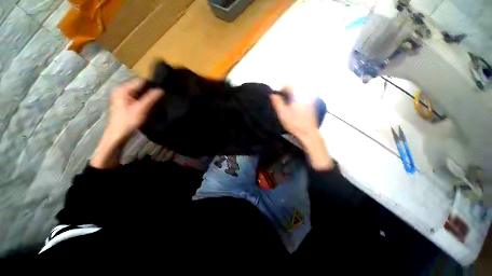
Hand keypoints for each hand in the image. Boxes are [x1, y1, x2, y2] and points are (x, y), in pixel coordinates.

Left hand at [105, 79, 163, 143]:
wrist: (118, 133)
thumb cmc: (128, 121)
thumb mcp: (141, 109)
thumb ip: (151, 98)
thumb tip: (161, 90)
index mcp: (123, 90)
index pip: (139, 81)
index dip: (151, 84)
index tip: (161, 88)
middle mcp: (121, 90)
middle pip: (138, 86)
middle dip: (149, 90)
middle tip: (161, 94)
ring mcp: (121, 96)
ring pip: (137, 92)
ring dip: (146, 95)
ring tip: (157, 98)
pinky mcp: (123, 102)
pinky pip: (135, 97)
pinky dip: (142, 99)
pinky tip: (149, 103)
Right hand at [270, 87, 332, 170]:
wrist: (308, 133)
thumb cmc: (294, 123)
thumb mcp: (282, 113)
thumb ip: (277, 102)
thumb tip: (272, 94)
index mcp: (297, 95)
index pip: (289, 85)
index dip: (281, 89)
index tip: (277, 97)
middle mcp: (305, 94)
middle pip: (295, 87)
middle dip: (287, 92)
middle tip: (282, 101)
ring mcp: (310, 99)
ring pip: (299, 92)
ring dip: (292, 96)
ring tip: (287, 104)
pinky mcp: (312, 105)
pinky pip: (304, 97)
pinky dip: (298, 99)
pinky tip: (295, 108)